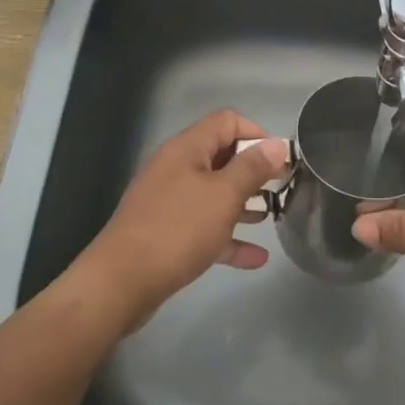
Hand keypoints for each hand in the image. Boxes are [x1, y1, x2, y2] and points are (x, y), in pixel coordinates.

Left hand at [68, 110, 287, 334]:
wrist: (121, 283)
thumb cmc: (178, 229)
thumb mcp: (224, 195)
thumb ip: (253, 168)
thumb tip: (277, 144)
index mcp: (187, 149)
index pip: (227, 121)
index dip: (257, 134)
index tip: (280, 160)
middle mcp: (176, 168)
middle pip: (222, 157)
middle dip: (254, 171)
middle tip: (283, 188)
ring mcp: (169, 202)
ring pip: (214, 194)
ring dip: (244, 203)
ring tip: (274, 217)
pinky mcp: (166, 233)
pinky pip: (205, 228)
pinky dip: (229, 237)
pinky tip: (256, 257)